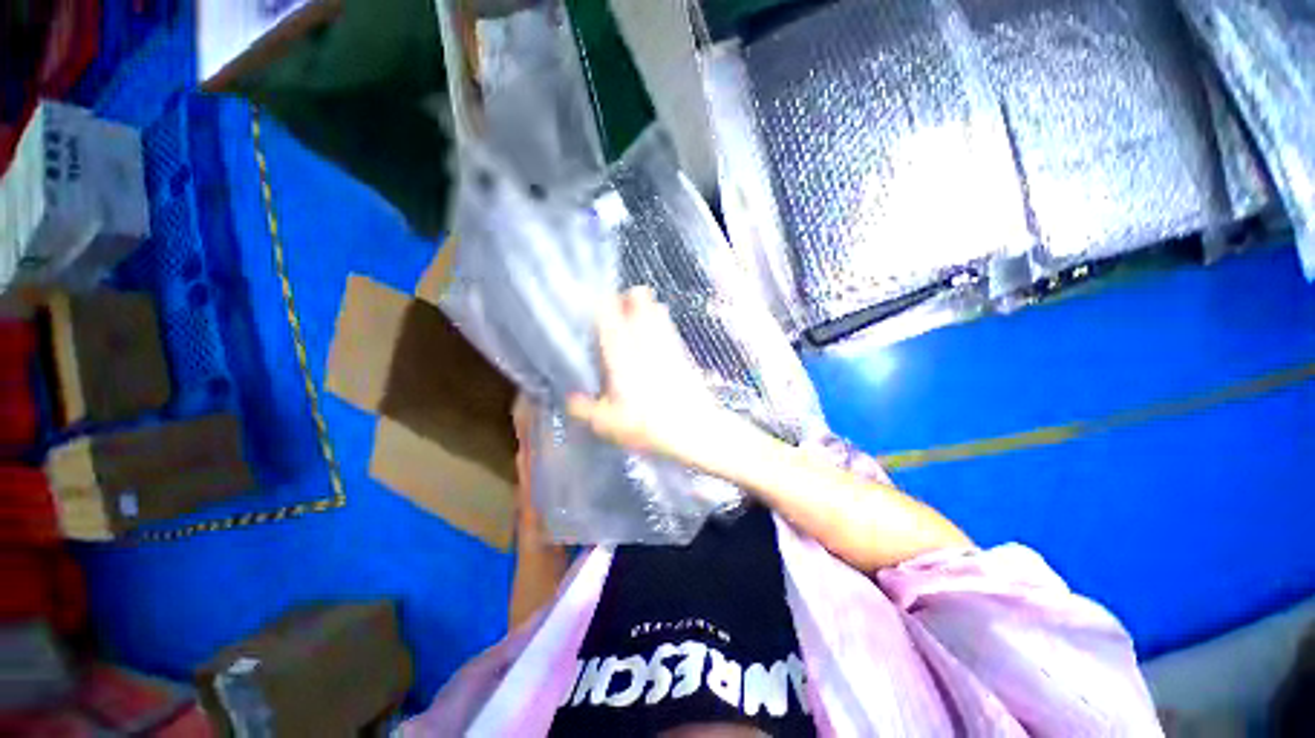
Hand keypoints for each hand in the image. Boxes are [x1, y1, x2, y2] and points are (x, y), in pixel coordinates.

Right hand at [567, 287, 726, 463]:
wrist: (695, 431)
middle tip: (623, 290)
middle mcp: (644, 354)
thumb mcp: (612, 427)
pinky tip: (663, 311)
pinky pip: (670, 331)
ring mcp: (666, 353)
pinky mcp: (682, 358)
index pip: (612, 332)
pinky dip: (663, 319)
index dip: (605, 313)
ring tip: (641, 291)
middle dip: (630, 300)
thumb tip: (569, 399)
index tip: (599, 298)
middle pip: (638, 318)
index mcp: (624, 367)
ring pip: (656, 320)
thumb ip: (588, 411)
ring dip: (647, 305)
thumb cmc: (650, 430)